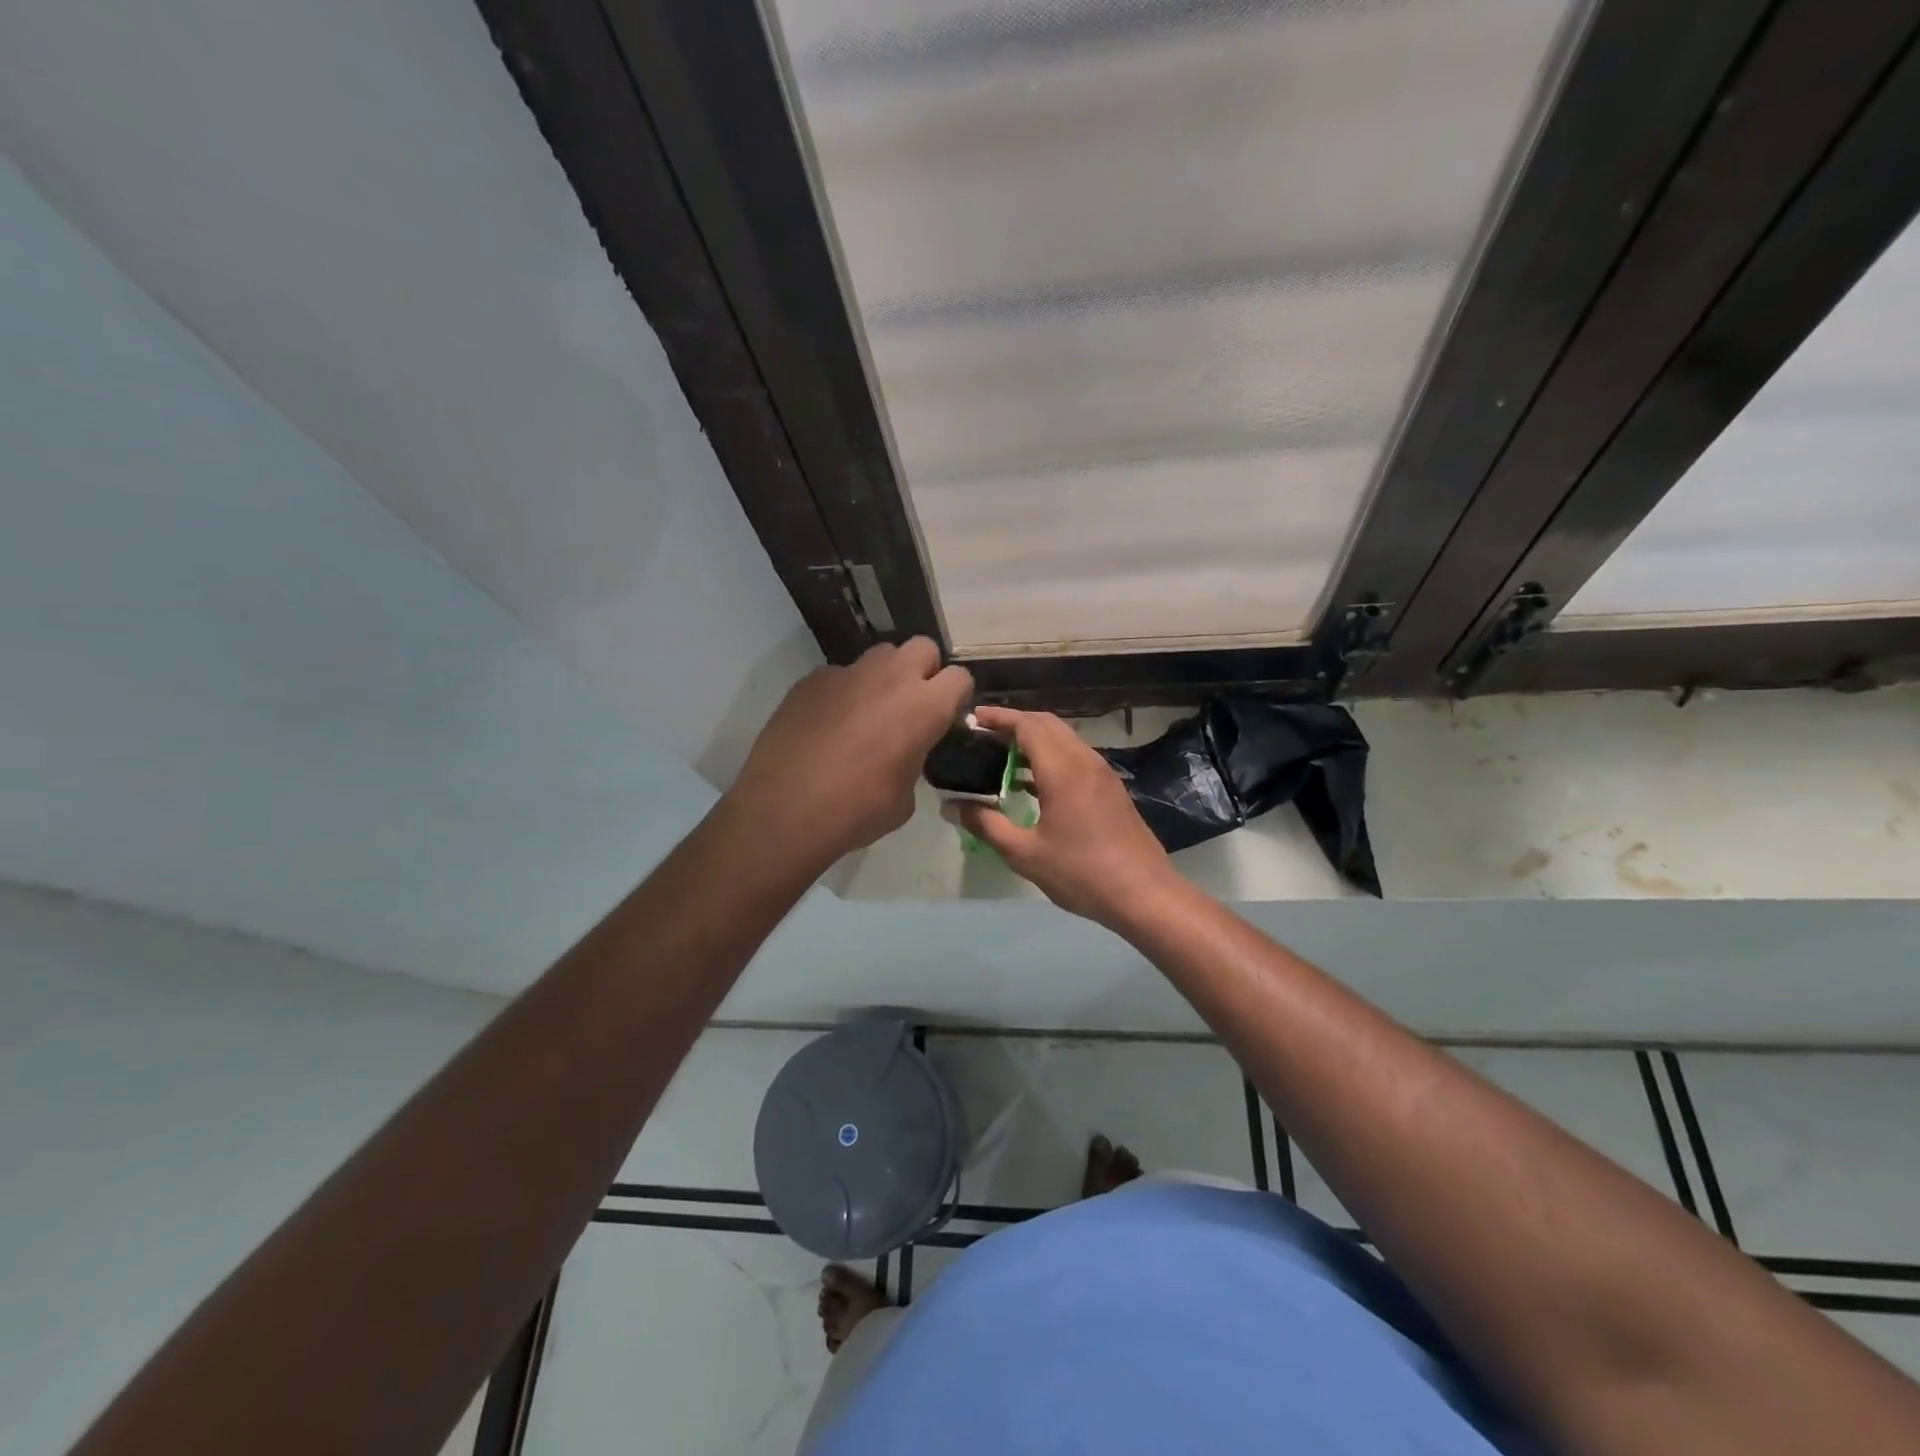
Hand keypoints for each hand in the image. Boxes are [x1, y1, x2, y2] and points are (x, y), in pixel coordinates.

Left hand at [730, 638, 971, 864]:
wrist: (785, 809)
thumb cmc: (856, 811)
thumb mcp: (904, 797)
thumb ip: (913, 761)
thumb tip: (903, 755)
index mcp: (924, 707)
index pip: (960, 677)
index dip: (956, 696)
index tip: (946, 716)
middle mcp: (891, 678)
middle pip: (922, 647)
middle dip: (923, 670)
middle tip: (910, 705)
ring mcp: (848, 673)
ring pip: (880, 655)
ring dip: (884, 675)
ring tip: (869, 711)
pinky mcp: (812, 680)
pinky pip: (839, 675)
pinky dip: (842, 692)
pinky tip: (828, 724)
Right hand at [945, 706, 1176, 927]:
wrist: (1145, 894)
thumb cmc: (1081, 873)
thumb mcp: (1025, 854)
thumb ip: (986, 825)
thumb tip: (952, 807)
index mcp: (1063, 769)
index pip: (1028, 725)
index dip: (999, 717)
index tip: (974, 718)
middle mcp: (1085, 761)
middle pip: (1048, 724)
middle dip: (1016, 723)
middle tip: (985, 734)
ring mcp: (1102, 774)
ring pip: (1065, 740)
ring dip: (1035, 740)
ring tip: (1002, 757)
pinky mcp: (1111, 789)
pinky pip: (1076, 757)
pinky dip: (1051, 757)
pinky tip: (1033, 784)